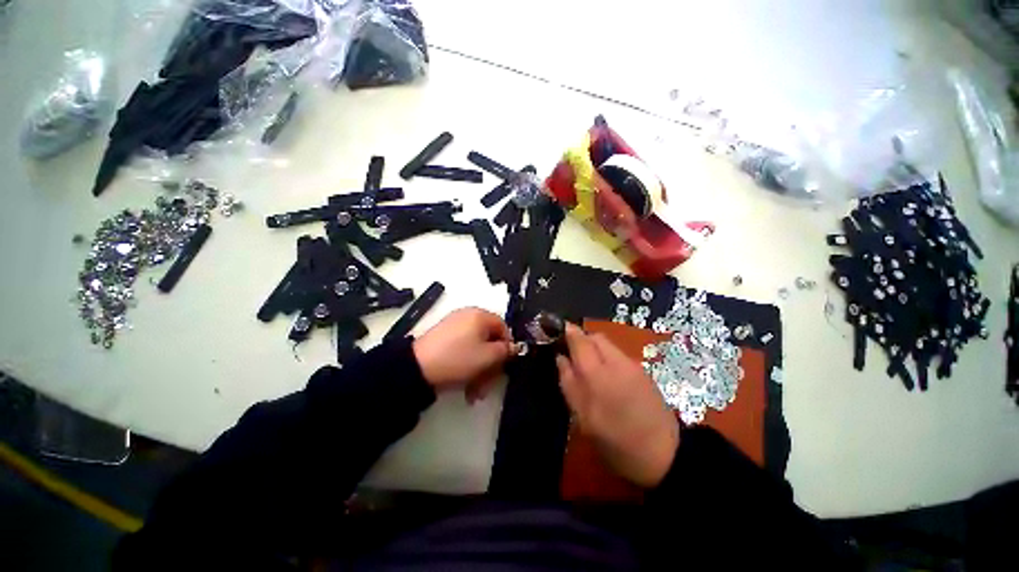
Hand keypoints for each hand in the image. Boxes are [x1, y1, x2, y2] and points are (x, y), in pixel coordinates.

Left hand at [412, 308, 512, 403]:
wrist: (417, 368)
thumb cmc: (458, 359)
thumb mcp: (488, 357)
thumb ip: (505, 351)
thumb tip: (514, 347)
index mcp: (480, 315)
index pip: (503, 327)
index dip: (508, 346)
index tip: (505, 365)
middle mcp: (468, 317)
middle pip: (489, 340)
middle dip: (492, 364)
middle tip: (489, 383)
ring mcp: (454, 327)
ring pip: (476, 349)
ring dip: (480, 371)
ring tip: (475, 392)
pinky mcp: (444, 338)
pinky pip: (463, 350)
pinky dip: (467, 366)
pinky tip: (466, 387)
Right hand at [556, 324, 678, 487]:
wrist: (666, 455)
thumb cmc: (616, 442)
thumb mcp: (584, 418)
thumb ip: (569, 384)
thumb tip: (561, 358)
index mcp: (599, 375)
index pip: (580, 340)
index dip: (568, 332)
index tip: (557, 331)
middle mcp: (617, 362)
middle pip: (596, 337)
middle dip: (582, 340)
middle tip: (572, 357)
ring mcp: (633, 366)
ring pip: (608, 345)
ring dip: (595, 349)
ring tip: (589, 370)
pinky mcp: (643, 372)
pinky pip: (619, 355)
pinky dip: (607, 357)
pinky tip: (607, 378)